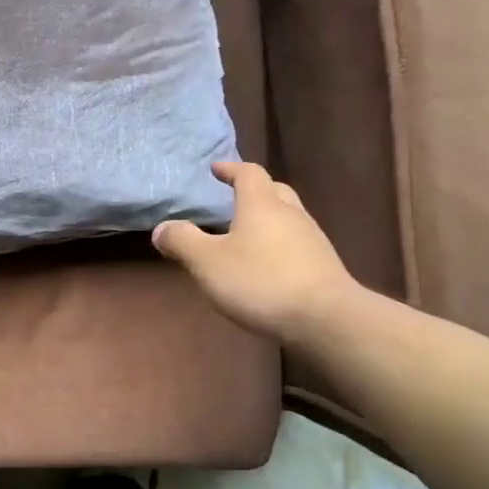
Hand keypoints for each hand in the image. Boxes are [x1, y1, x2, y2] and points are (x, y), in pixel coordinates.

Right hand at [153, 162, 361, 344]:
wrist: (325, 318)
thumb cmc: (260, 281)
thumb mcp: (207, 262)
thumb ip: (182, 241)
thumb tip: (162, 228)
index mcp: (262, 205)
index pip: (249, 174)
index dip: (231, 169)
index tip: (216, 169)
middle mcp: (291, 214)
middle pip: (274, 191)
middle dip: (253, 191)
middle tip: (233, 198)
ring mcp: (312, 240)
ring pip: (287, 217)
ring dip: (267, 219)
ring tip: (245, 234)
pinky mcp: (323, 266)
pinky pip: (296, 243)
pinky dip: (278, 243)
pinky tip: (266, 264)